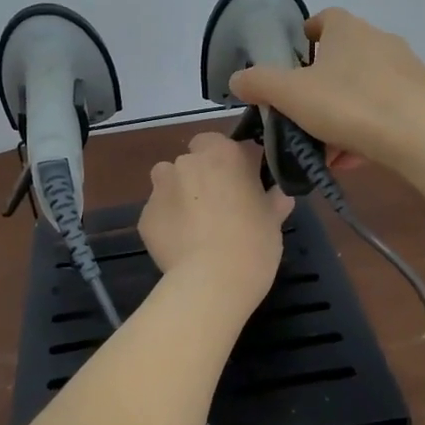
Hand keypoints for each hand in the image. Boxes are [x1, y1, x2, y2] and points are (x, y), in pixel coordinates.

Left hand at [139, 133, 291, 307]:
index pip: (222, 143)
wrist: (212, 281)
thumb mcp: (273, 219)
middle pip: (192, 161)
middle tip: (219, 206)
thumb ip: (274, 199)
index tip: (241, 184)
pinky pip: (159, 213)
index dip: (230, 163)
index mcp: (222, 153)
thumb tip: (279, 194)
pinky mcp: (145, 216)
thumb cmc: (253, 242)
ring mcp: (161, 188)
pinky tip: (181, 245)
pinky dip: (167, 223)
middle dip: (202, 176)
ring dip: (180, 195)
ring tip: (195, 225)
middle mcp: (187, 162)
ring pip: (169, 182)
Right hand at [229, 8, 424, 171]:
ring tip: (330, 148)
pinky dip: (370, 126)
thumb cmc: (349, 105)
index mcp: (348, 30)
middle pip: (344, 58)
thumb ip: (259, 83)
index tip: (296, 58)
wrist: (422, 137)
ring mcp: (408, 68)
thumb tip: (237, 79)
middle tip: (306, 114)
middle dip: (323, 85)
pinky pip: (388, 108)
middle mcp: (381, 40)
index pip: (325, 18)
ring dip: (345, 112)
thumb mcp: (291, 95)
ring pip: (365, 88)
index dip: (308, 35)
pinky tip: (358, 156)